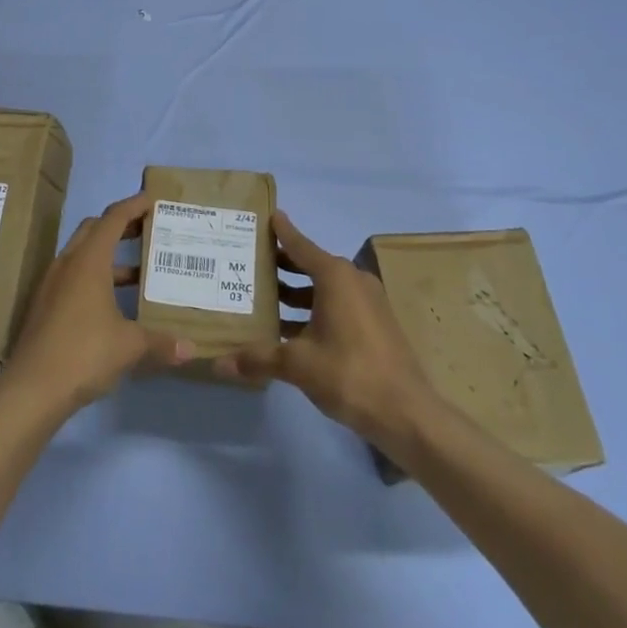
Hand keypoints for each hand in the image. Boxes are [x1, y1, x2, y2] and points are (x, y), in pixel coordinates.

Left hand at [0, 192, 192, 414]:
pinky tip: (113, 302)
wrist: (31, 388)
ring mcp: (52, 284)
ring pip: (82, 254)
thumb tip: (191, 349)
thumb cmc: (84, 353)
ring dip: (108, 255)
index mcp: (89, 261)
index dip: (134, 205)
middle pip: (93, 230)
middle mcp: (68, 264)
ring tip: (139, 271)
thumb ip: (161, 342)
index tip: (153, 199)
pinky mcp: (45, 305)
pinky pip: (73, 276)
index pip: (113, 218)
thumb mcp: (129, 346)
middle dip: (120, 225)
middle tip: (147, 230)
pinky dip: (95, 277)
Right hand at [215, 211, 437, 449]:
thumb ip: (258, 358)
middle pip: (311, 265)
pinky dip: (313, 309)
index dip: (282, 232)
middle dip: (282, 265)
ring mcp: (368, 303)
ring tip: (263, 298)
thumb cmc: (349, 373)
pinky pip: (337, 305)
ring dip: (296, 292)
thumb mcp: (298, 364)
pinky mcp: (374, 325)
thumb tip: (219, 362)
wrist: (406, 412)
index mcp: (335, 277)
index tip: (267, 215)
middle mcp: (353, 281)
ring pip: (324, 288)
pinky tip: (289, 329)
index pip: (300, 245)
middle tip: (251, 262)